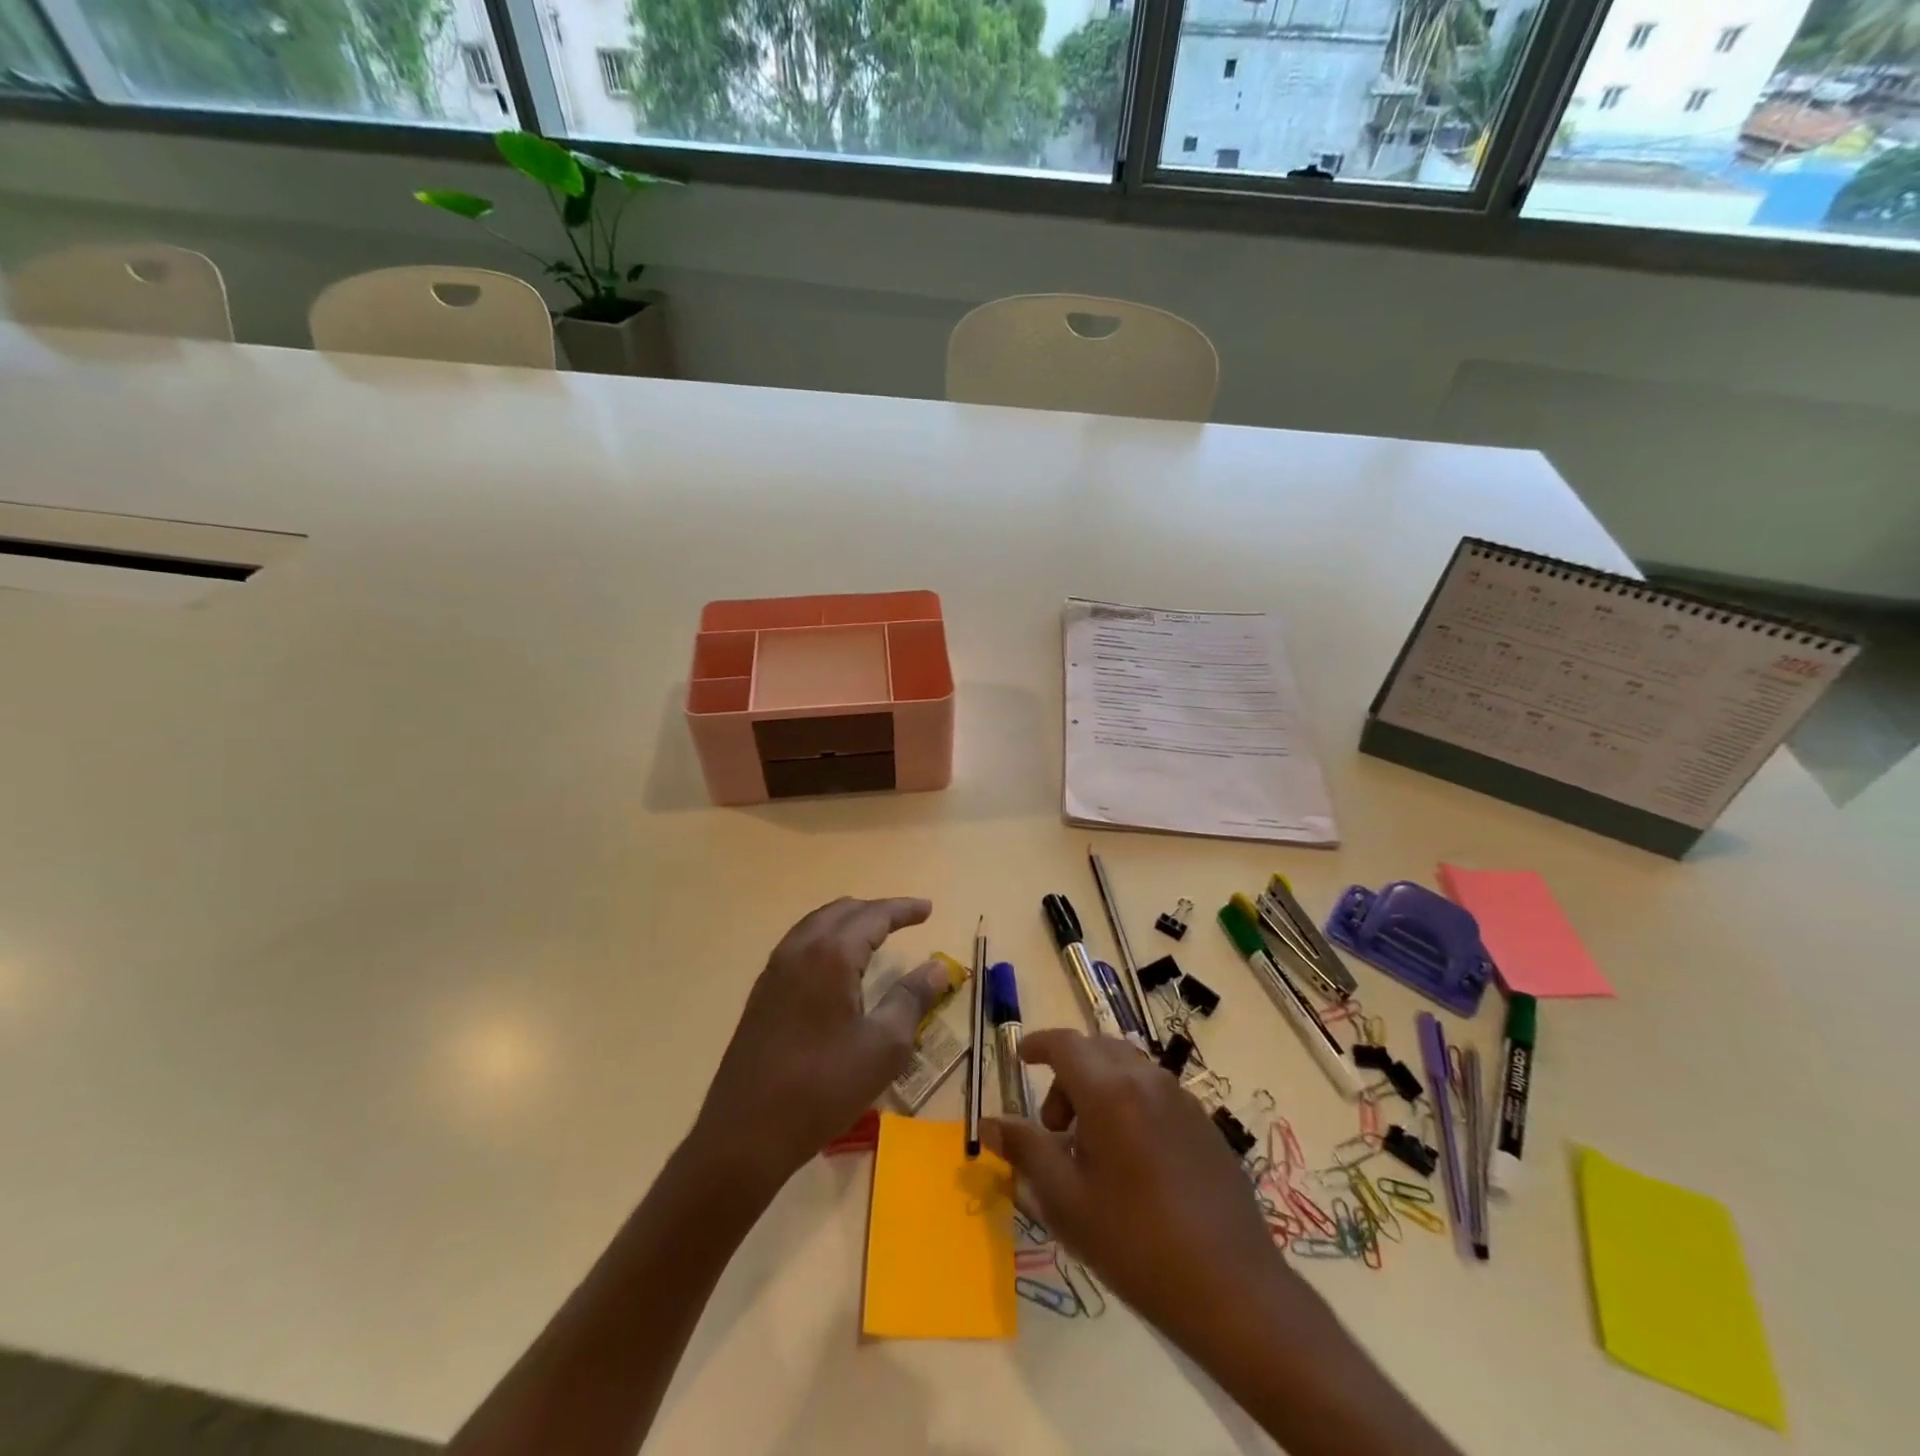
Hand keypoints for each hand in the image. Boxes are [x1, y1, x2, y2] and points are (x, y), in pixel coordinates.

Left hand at [694, 896, 947, 1197]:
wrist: (746, 1133)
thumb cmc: (824, 1087)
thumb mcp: (884, 1046)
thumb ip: (912, 998)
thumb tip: (937, 967)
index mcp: (831, 955)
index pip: (873, 916)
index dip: (903, 909)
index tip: (928, 909)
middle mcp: (799, 950)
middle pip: (841, 912)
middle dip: (876, 911)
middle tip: (905, 920)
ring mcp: (774, 971)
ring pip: (816, 925)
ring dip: (848, 922)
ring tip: (874, 935)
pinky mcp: (761, 994)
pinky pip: (799, 946)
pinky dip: (825, 940)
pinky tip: (835, 966)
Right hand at [986, 1029, 1312, 1355]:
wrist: (1233, 1289)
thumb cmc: (1135, 1243)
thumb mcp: (1066, 1200)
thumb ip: (1025, 1150)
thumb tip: (988, 1122)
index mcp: (1109, 1090)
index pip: (1065, 1044)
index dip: (1038, 1045)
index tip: (1021, 1059)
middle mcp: (1146, 1079)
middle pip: (1096, 1049)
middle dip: (1067, 1073)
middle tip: (1053, 1127)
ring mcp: (1181, 1098)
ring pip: (1127, 1068)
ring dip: (1098, 1088)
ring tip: (1090, 1149)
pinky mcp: (1204, 1122)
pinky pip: (1154, 1092)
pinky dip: (1128, 1102)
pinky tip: (1131, 1161)